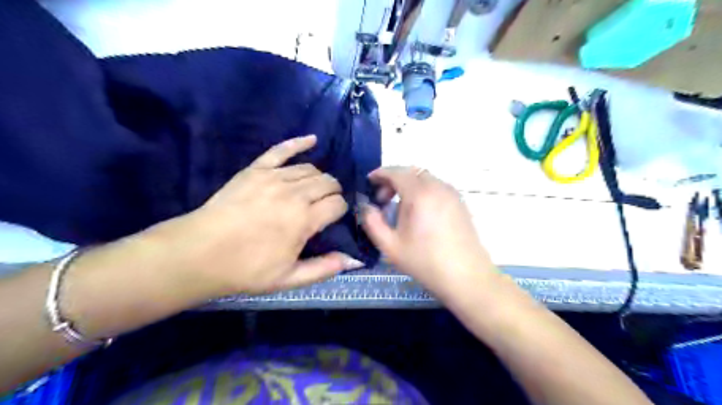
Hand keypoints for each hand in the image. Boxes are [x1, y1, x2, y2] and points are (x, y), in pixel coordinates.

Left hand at [159, 134, 359, 295]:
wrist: (199, 253)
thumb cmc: (247, 269)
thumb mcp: (289, 279)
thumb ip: (323, 269)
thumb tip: (353, 260)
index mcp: (304, 219)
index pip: (337, 203)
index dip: (341, 210)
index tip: (334, 219)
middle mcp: (294, 193)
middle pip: (328, 182)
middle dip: (333, 192)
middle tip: (326, 205)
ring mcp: (273, 177)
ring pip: (310, 168)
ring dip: (319, 178)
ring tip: (315, 189)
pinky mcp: (255, 170)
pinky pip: (281, 150)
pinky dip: (298, 143)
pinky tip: (312, 139)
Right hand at [361, 166, 497, 298]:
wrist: (467, 277)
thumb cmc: (425, 262)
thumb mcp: (390, 246)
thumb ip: (372, 222)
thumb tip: (366, 207)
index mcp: (420, 194)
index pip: (396, 172)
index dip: (380, 174)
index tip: (368, 182)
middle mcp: (438, 187)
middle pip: (411, 172)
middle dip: (393, 180)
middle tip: (382, 200)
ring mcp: (452, 194)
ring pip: (425, 178)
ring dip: (408, 185)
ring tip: (400, 208)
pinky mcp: (460, 203)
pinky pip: (437, 187)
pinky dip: (423, 191)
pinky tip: (419, 213)